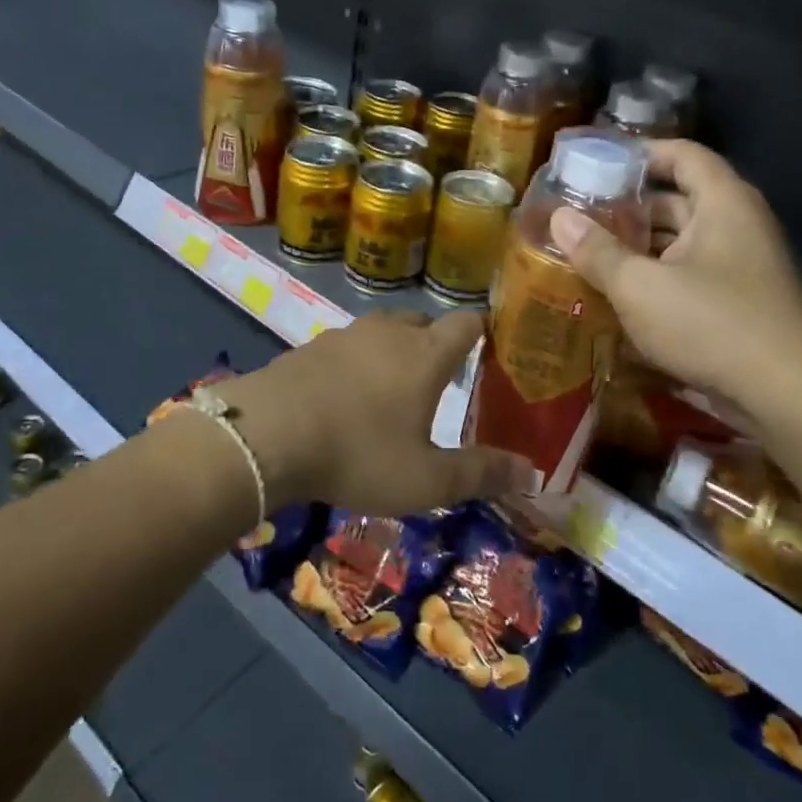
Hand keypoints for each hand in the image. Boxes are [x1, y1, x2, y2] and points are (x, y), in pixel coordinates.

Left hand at [219, 310, 533, 514]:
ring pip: (385, 330)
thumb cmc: (358, 454)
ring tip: (397, 388)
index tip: (495, 346)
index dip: (485, 330)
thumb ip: (481, 474)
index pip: (468, 322)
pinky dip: (361, 361)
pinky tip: (349, 395)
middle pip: (425, 322)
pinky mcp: (312, 345)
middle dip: (439, 343)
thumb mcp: (426, 479)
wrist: (267, 435)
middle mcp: (390, 332)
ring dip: (398, 350)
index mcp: (426, 353)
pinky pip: (351, 344)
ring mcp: (347, 334)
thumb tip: (534, 473)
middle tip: (445, 379)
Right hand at [550, 140, 801, 420]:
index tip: (595, 165)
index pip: (681, 154)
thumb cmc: (712, 323)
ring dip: (638, 247)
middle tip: (579, 216)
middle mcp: (736, 225)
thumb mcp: (640, 287)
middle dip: (627, 208)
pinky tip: (619, 294)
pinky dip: (656, 277)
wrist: (789, 397)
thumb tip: (559, 218)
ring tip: (587, 254)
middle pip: (677, 200)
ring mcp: (740, 266)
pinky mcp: (738, 302)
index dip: (639, 154)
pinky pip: (689, 275)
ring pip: (680, 242)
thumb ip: (597, 251)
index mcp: (722, 202)